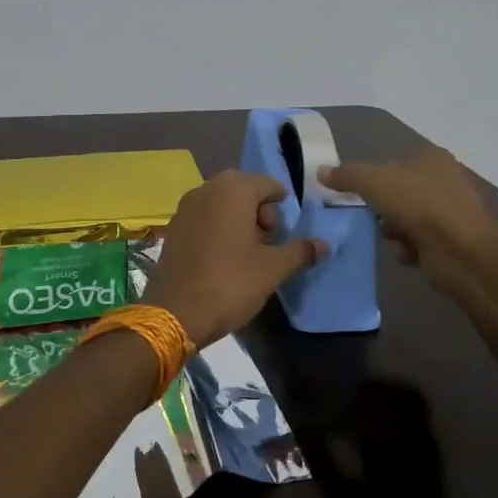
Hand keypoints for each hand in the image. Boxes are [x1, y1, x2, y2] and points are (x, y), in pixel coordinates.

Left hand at [143, 171, 324, 348]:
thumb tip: (324, 245)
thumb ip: (300, 251)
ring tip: (246, 255)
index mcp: (233, 189)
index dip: (281, 208)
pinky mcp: (173, 226)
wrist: (176, 311)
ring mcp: (186, 206)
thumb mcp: (273, 269)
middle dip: (259, 214)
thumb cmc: (230, 283)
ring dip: (238, 221)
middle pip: (245, 191)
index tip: (282, 236)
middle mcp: (207, 188)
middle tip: (266, 246)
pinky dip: (217, 229)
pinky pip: (204, 217)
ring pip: (223, 204)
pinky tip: (221, 259)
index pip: (269, 185)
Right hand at [320, 146, 497, 295]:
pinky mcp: (453, 241)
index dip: (373, 176)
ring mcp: (451, 212)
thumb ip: (346, 176)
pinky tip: (404, 254)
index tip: (355, 193)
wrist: (462, 251)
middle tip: (367, 215)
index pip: (394, 161)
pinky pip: (421, 242)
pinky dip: (409, 248)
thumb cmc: (418, 204)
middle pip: (401, 190)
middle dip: (383, 206)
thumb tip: (321, 171)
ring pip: (410, 217)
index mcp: (430, 158)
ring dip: (394, 228)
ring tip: (386, 237)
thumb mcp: (373, 182)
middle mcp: (444, 180)